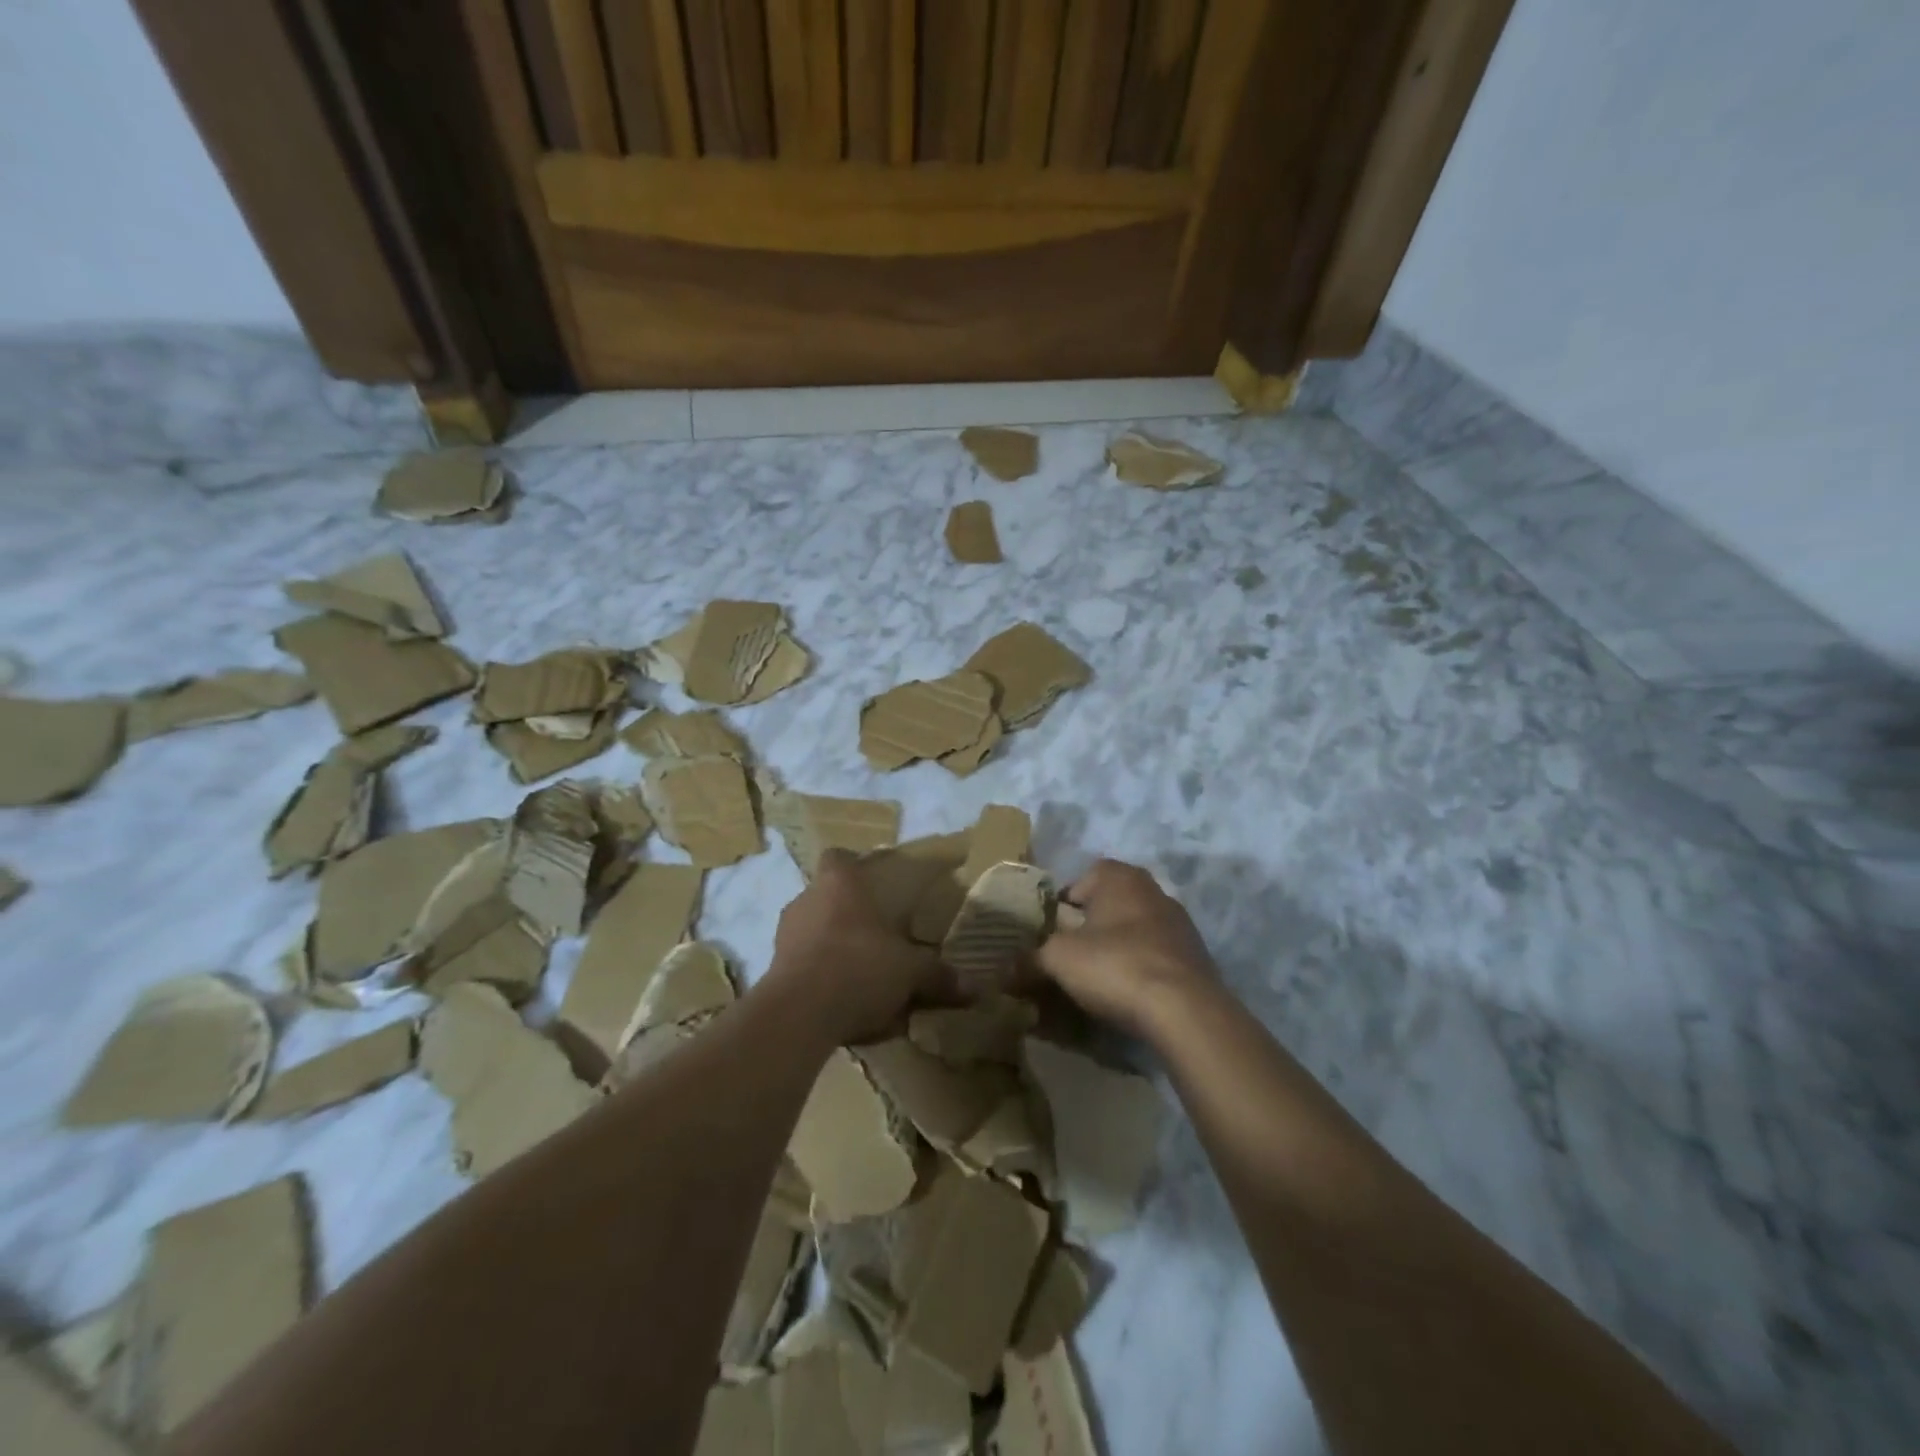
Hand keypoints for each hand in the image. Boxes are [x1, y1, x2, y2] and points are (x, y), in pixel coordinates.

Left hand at [766, 850, 944, 1045]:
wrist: (799, 1015)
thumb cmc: (858, 967)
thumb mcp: (910, 972)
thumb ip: (939, 976)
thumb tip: (977, 989)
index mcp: (839, 883)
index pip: (838, 857)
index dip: (853, 864)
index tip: (872, 878)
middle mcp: (806, 900)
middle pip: (826, 895)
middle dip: (849, 912)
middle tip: (876, 931)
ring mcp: (785, 935)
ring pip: (812, 930)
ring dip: (832, 945)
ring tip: (860, 969)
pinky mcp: (773, 971)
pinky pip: (803, 964)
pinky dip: (820, 975)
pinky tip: (842, 999)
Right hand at [1038, 859, 1217, 1040]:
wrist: (1186, 1011)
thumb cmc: (1116, 966)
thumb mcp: (1059, 960)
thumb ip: (1030, 959)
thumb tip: (1004, 970)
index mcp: (1119, 876)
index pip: (1081, 879)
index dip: (1062, 904)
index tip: (1051, 933)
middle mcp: (1152, 889)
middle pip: (1109, 904)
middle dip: (1089, 927)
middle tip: (1070, 956)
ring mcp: (1179, 922)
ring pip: (1133, 929)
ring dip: (1116, 947)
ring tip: (1097, 979)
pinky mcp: (1195, 955)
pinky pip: (1155, 954)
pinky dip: (1139, 967)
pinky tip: (1129, 993)